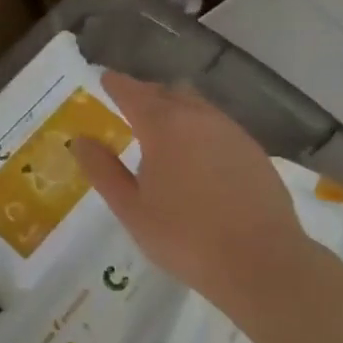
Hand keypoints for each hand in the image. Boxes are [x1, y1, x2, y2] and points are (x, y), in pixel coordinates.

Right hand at [70, 72, 333, 322]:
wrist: (262, 262)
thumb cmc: (185, 237)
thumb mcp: (131, 209)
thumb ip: (103, 170)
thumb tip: (80, 140)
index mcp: (164, 127)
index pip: (133, 92)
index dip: (116, 84)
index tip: (105, 79)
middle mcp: (199, 118)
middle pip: (168, 92)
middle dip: (146, 94)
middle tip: (129, 106)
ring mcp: (232, 133)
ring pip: (197, 106)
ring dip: (176, 109)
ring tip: (162, 130)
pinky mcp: (254, 151)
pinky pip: (219, 126)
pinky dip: (200, 129)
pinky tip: (197, 156)